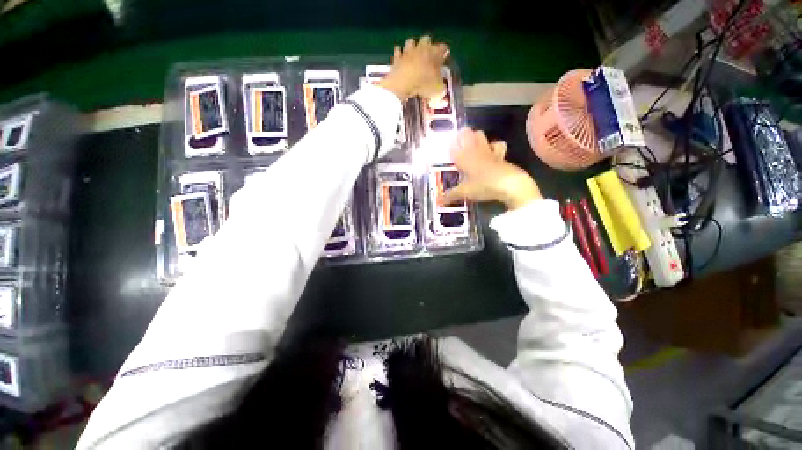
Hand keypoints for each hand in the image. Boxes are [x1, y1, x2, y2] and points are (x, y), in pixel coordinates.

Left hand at [379, 36, 449, 101]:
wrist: (403, 86)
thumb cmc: (424, 86)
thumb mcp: (438, 91)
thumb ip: (442, 90)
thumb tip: (443, 95)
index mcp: (435, 53)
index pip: (443, 48)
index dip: (444, 53)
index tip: (444, 59)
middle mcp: (422, 48)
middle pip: (427, 40)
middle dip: (428, 45)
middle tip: (429, 55)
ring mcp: (407, 51)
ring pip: (411, 42)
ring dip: (413, 46)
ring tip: (414, 55)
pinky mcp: (396, 58)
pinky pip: (398, 51)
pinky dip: (400, 54)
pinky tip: (402, 59)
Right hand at [441, 128, 541, 209]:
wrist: (509, 184)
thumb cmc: (483, 186)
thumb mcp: (464, 192)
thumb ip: (451, 195)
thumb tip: (437, 201)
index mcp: (465, 157)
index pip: (455, 145)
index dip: (451, 143)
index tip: (448, 145)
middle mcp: (476, 151)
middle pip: (469, 134)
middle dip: (464, 135)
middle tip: (459, 142)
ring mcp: (490, 151)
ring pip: (483, 136)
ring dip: (478, 138)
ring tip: (473, 145)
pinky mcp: (501, 156)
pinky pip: (497, 145)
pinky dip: (494, 147)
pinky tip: (492, 153)